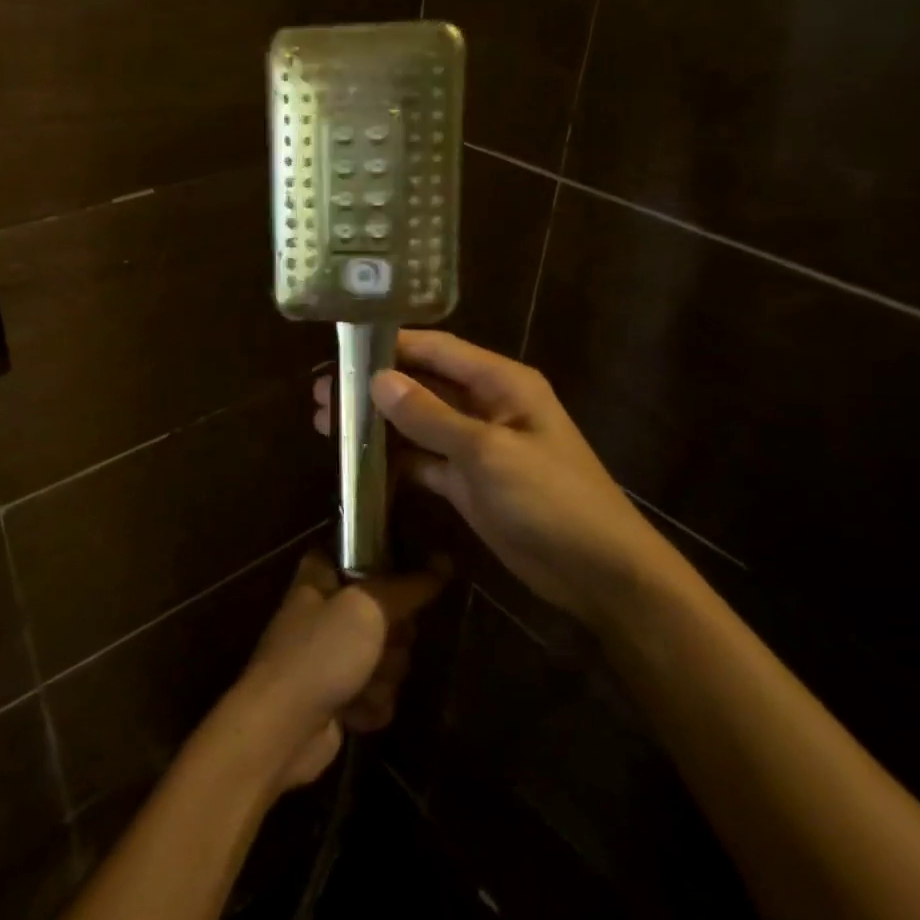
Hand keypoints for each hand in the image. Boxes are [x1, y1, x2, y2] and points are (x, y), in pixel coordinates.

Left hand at [216, 552, 444, 791]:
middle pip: (386, 615)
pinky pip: (378, 694)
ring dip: (383, 677)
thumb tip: (445, 561)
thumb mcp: (368, 609)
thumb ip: (408, 587)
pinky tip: (354, 712)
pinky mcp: (338, 697)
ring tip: (360, 685)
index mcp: (320, 577)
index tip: (400, 586)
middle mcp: (325, 612)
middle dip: (393, 639)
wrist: (282, 729)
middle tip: (381, 645)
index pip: (360, 557)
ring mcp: (330, 657)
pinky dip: (371, 705)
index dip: (385, 573)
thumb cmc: (320, 654)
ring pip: (387, 658)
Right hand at [314, 330, 670, 628]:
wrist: (598, 573)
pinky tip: (356, 461)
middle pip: (421, 385)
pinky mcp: (467, 482)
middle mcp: (486, 405)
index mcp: (501, 383)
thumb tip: (378, 380)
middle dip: (373, 387)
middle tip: (322, 393)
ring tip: (326, 422)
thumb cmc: (551, 499)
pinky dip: (393, 459)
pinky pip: (422, 460)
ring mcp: (475, 446)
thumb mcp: (488, 453)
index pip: (437, 349)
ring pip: (417, 423)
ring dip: (377, 423)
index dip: (391, 345)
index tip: (342, 348)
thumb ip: (431, 416)